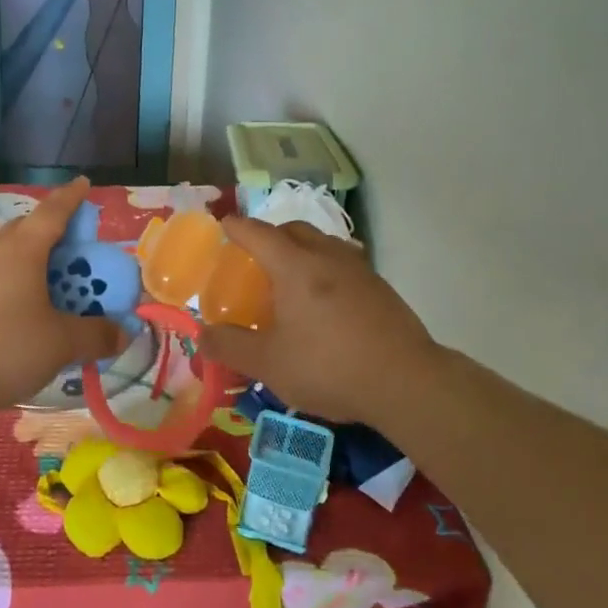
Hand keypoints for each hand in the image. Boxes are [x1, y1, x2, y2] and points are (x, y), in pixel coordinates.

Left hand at [0, 178, 122, 414]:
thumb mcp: (59, 344)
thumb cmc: (2, 346)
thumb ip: (95, 335)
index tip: (84, 183)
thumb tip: (125, 333)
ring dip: (32, 260)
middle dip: (54, 231)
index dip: (72, 197)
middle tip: (75, 247)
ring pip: (8, 253)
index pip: (54, 211)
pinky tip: (19, 309)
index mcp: (24, 249)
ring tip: (51, 282)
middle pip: (28, 229)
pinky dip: (13, 282)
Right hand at [200, 219, 441, 425]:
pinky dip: (324, 268)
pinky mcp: (380, 286)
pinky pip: (343, 262)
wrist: (406, 381)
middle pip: (292, 229)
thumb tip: (201, 335)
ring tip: (290, 280)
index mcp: (294, 266)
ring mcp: (358, 268)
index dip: (235, 227)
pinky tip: (325, 301)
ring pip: (322, 242)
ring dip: (301, 249)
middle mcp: (326, 255)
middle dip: (269, 235)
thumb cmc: (329, 367)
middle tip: (255, 259)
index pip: (256, 232)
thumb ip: (231, 346)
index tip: (222, 226)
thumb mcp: (269, 364)